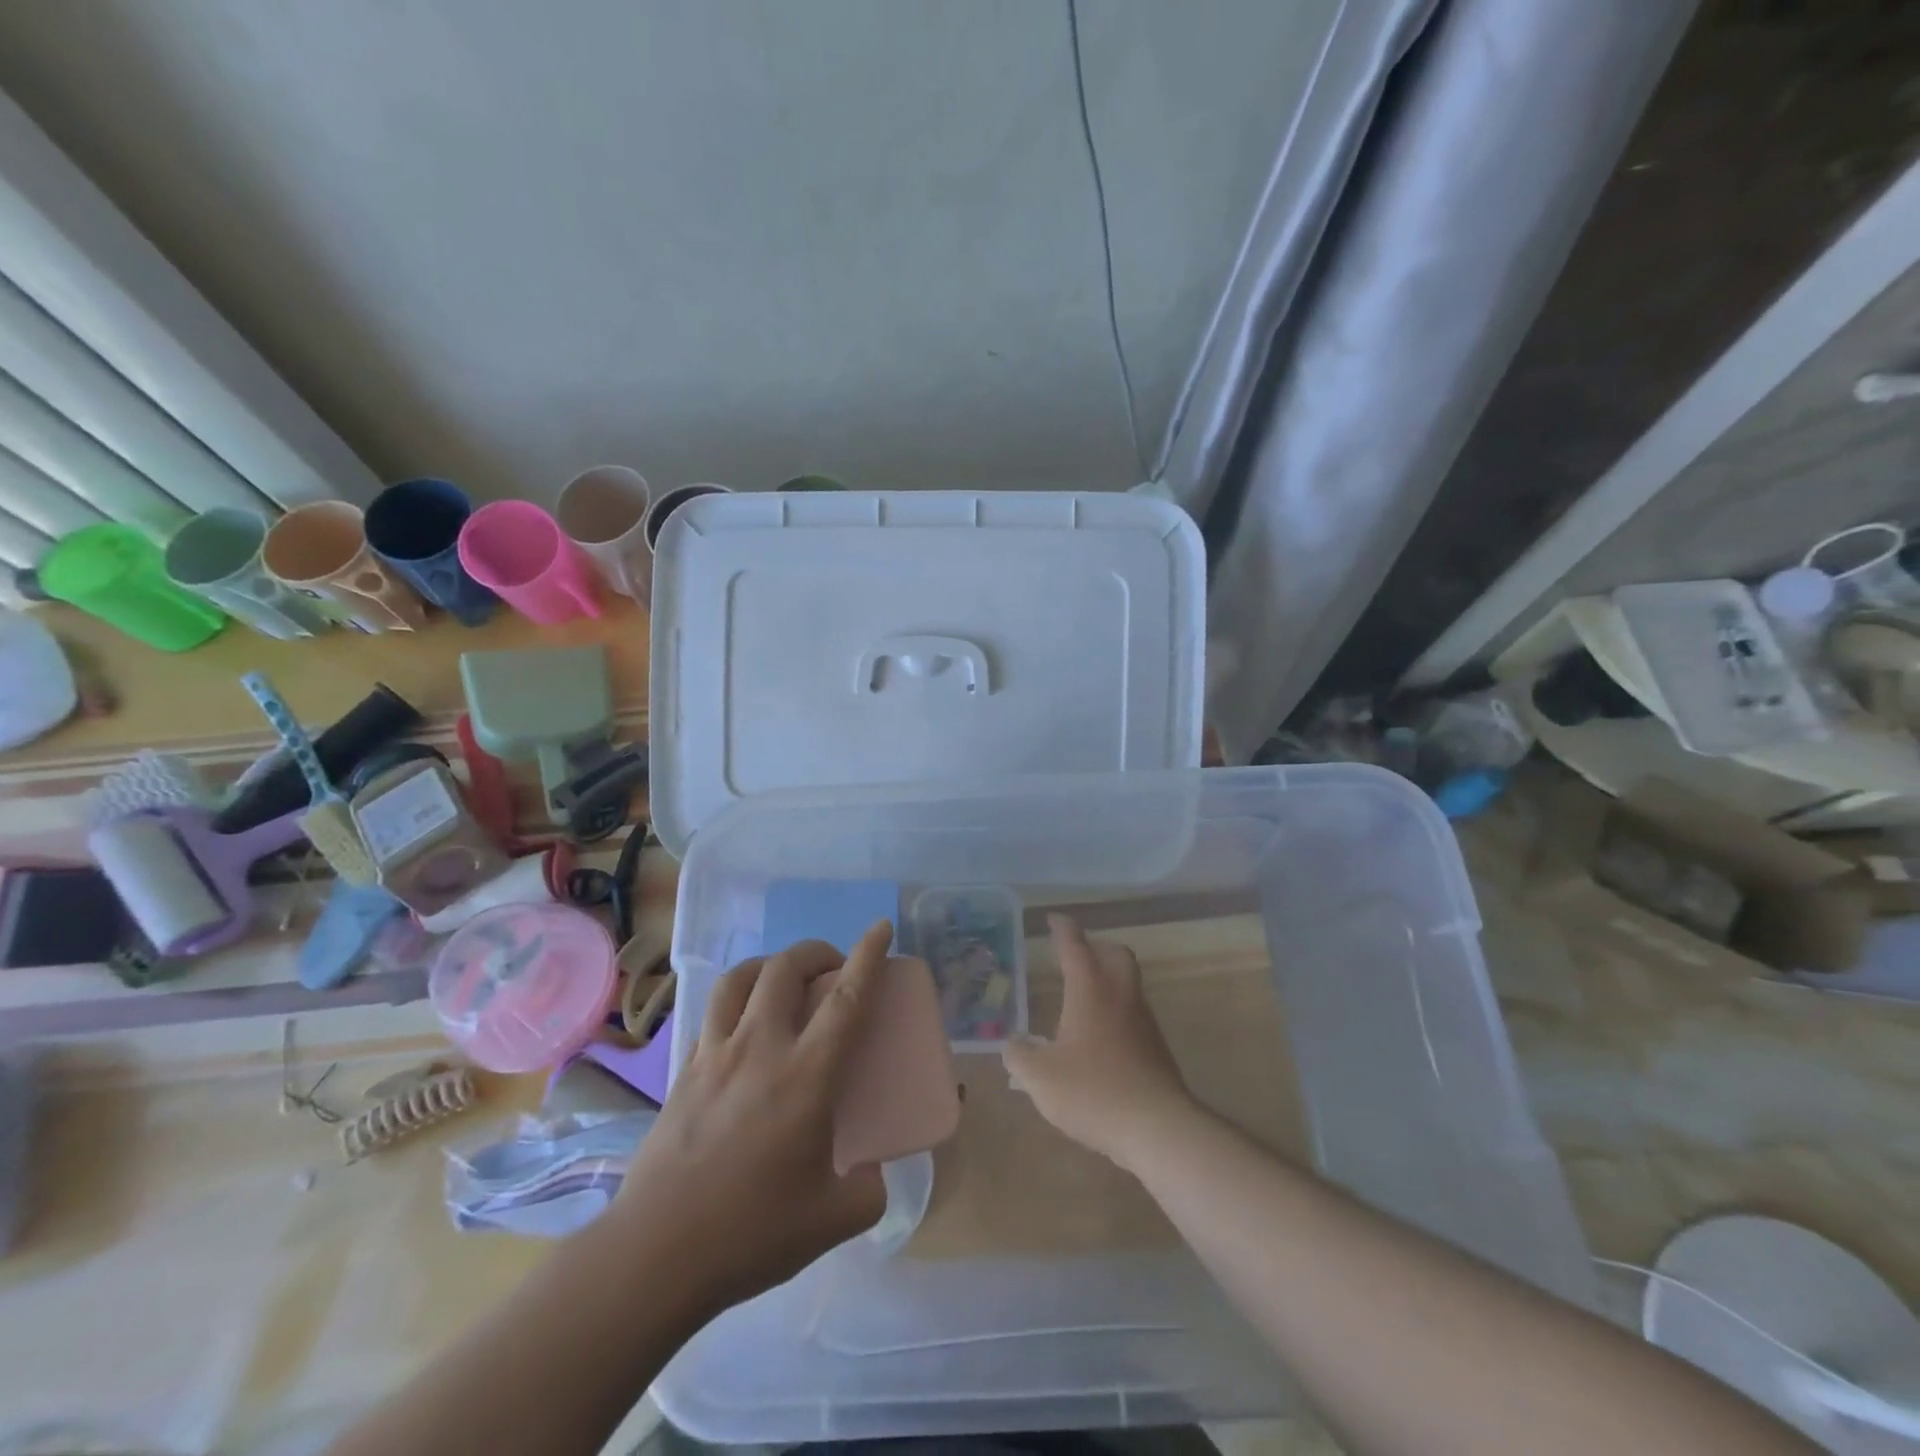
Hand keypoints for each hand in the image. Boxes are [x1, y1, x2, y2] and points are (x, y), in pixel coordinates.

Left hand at [613, 922, 889, 1316]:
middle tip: (834, 968)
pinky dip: (735, 1002)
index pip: (846, 998)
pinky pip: (711, 1014)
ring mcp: (714, 1055)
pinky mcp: (682, 1072)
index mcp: (806, 1075)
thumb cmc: (752, 1233)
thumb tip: (873, 1170)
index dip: (868, 955)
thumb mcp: (835, 1218)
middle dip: (816, 952)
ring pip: (739, 978)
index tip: (881, 927)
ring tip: (784, 980)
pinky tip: (742, 1027)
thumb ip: (868, 1188)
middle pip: (785, 968)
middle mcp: (760, 1048)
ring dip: (769, 964)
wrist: (655, 1255)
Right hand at [1002, 914, 1198, 1172]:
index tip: (1054, 919)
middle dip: (1096, 947)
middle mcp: (1121, 996)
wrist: (1158, 1128)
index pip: (1075, 946)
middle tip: (1075, 954)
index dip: (1063, 929)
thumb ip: (1020, 1056)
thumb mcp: (1041, 1078)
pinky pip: (1134, 1014)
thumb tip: (1013, 1044)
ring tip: (1083, 997)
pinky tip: (1099, 1039)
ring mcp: (1144, 1021)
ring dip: (1109, 979)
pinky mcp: (1157, 1049)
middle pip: (1115, 954)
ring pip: (1129, 983)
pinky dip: (1117, 1011)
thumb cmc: (1093, 1092)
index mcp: (1091, 990)